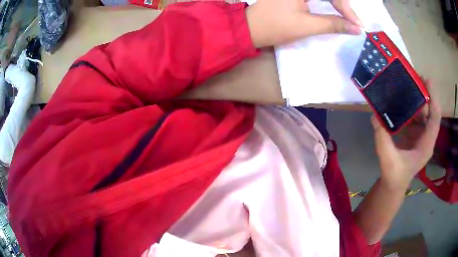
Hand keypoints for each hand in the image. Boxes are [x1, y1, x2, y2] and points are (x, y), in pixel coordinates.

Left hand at [246, 0, 362, 47]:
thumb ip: (333, 24)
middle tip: (352, 18)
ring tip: (345, 13)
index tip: (357, 25)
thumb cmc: (275, 26)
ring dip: (336, 2)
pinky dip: (326, 1)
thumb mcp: (307, 25)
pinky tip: (333, 7)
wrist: (250, 28)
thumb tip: (356, 28)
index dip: (346, 8)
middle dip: (342, 4)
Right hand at [372, 80, 441, 189]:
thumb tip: (374, 116)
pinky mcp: (417, 135)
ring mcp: (423, 136)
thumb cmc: (394, 175)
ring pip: (426, 113)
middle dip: (427, 94)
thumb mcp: (387, 159)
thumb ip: (382, 139)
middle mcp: (427, 138)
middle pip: (432, 112)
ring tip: (411, 84)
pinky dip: (414, 106)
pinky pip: (419, 117)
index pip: (435, 119)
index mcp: (426, 145)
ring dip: (420, 98)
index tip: (427, 81)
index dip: (433, 99)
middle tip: (417, 77)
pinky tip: (405, 99)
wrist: (394, 184)